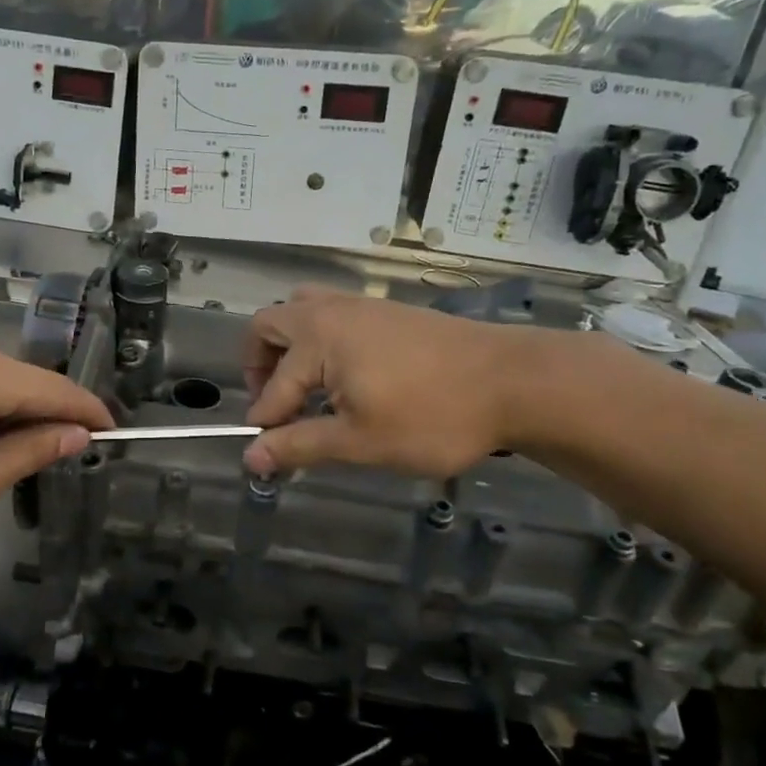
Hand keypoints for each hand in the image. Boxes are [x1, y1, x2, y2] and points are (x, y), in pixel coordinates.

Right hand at [241, 290, 587, 477]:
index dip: (265, 425)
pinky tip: (345, 380)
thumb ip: (300, 445)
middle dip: (260, 366)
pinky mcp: (389, 312)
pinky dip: (320, 342)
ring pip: (303, 311)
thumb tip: (250, 458)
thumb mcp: (360, 441)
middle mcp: (332, 311)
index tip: (267, 456)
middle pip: (271, 324)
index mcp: (318, 338)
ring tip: (306, 390)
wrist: (514, 381)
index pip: (273, 388)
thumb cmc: (432, 416)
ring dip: (290, 348)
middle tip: (277, 408)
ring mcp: (363, 306)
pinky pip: (333, 315)